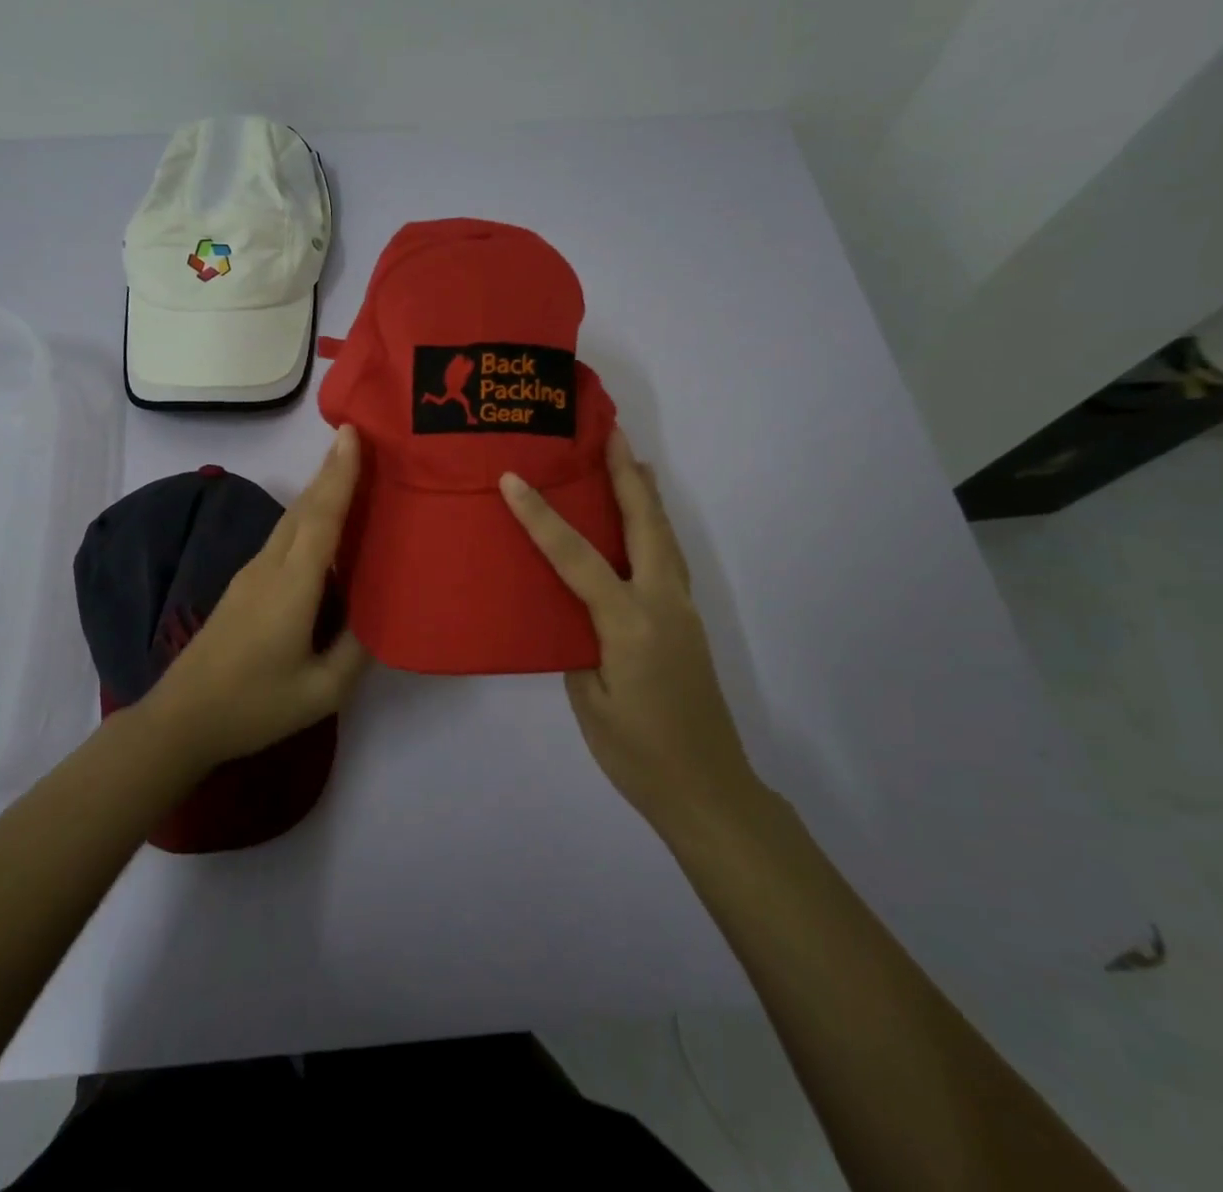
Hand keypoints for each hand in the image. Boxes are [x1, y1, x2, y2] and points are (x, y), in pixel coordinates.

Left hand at [144, 426, 370, 768]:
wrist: (180, 719)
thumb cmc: (253, 705)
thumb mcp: (321, 692)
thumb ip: (356, 651)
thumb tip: (379, 617)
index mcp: (291, 587)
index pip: (321, 518)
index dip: (339, 474)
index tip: (351, 433)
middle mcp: (269, 568)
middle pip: (303, 508)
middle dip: (330, 471)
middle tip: (360, 441)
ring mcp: (250, 575)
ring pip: (290, 521)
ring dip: (318, 492)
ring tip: (348, 474)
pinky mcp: (242, 587)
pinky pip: (282, 539)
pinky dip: (307, 518)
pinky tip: (322, 528)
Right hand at [499, 428, 758, 839]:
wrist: (708, 790)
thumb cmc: (639, 754)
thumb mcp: (589, 700)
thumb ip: (577, 645)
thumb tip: (570, 612)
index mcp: (629, 623)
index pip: (576, 557)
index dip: (542, 516)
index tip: (514, 478)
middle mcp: (663, 604)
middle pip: (645, 524)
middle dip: (625, 476)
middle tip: (610, 433)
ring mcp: (682, 611)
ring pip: (665, 537)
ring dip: (645, 496)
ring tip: (629, 462)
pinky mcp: (688, 623)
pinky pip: (668, 560)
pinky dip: (654, 528)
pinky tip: (640, 528)